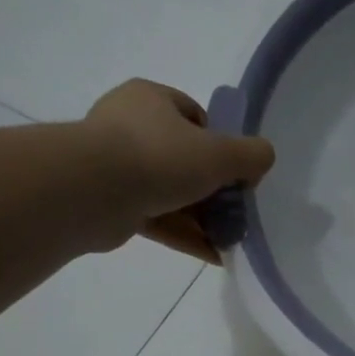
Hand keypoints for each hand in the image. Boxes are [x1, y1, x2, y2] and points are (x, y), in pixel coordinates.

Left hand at [76, 79, 275, 262]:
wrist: (91, 191)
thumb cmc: (159, 157)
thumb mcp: (220, 153)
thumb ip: (251, 155)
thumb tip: (263, 159)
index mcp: (151, 100)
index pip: (194, 116)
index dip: (220, 144)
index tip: (235, 171)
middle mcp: (129, 127)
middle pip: (184, 158)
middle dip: (213, 188)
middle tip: (237, 211)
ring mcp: (117, 167)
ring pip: (171, 192)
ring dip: (202, 217)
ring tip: (231, 239)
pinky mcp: (112, 204)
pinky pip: (158, 219)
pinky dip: (185, 235)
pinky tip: (214, 255)